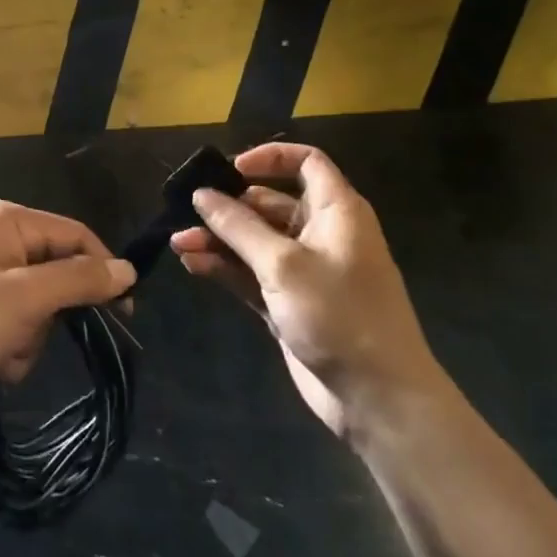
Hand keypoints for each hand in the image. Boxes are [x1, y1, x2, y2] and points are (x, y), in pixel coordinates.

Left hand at [0, 200, 134, 420]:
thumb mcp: (27, 298)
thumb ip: (80, 280)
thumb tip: (129, 268)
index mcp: (9, 220)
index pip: (75, 235)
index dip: (102, 270)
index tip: (124, 313)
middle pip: (57, 273)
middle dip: (51, 314)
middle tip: (34, 333)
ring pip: (39, 307)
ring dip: (30, 337)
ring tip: (2, 352)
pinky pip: (16, 325)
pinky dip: (11, 348)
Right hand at [171, 143, 442, 439]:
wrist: (378, 399)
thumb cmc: (339, 316)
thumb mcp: (283, 264)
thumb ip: (238, 226)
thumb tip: (201, 194)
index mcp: (336, 212)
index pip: (307, 163)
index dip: (270, 158)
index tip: (231, 168)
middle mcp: (320, 234)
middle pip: (269, 203)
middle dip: (228, 206)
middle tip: (187, 210)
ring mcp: (304, 271)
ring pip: (253, 241)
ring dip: (218, 239)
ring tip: (178, 243)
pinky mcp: (288, 302)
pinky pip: (250, 273)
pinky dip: (224, 267)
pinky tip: (193, 265)